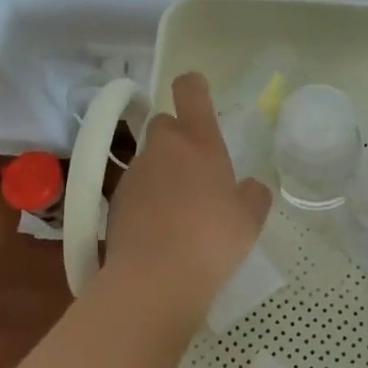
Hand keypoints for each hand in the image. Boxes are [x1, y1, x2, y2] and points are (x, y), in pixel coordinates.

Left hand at [102, 72, 272, 324]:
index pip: (190, 92)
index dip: (194, 87)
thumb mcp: (249, 220)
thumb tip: (250, 187)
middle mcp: (163, 149)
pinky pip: (135, 189)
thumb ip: (252, 196)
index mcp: (199, 143)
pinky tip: (159, 229)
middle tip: (195, 168)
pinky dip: (146, 199)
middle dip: (176, 138)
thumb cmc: (212, 241)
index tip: (198, 94)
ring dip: (161, 171)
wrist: (155, 280)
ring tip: (179, 208)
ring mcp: (135, 175)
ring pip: (148, 159)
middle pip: (164, 124)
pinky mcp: (115, 202)